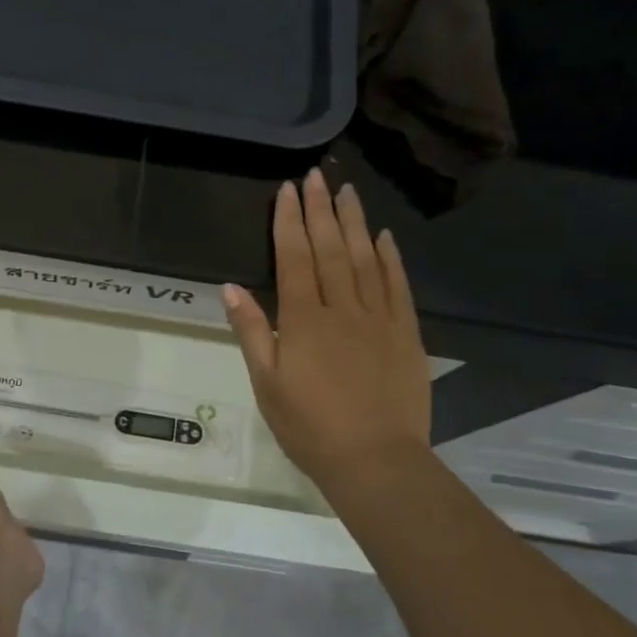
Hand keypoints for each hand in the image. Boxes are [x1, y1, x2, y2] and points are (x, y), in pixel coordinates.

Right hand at [223, 169, 431, 500]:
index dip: (289, 222)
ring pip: (364, 259)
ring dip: (354, 222)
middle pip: (329, 249)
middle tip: (315, 176)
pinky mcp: (406, 334)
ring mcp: (379, 319)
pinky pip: (398, 287)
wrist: (375, 461)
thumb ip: (250, 332)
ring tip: (347, 191)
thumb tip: (231, 288)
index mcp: (303, 321)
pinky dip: (390, 258)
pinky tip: (384, 237)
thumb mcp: (267, 384)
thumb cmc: (310, 427)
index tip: (287, 190)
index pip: (294, 258)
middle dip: (320, 210)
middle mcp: (342, 309)